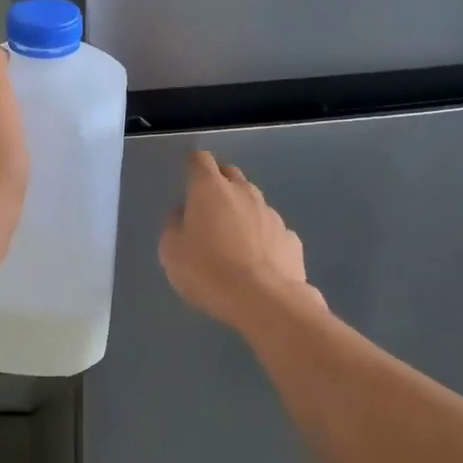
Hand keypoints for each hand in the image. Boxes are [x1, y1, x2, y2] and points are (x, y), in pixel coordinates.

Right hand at [159, 151, 320, 329]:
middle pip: (230, 175)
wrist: (265, 302)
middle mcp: (244, 192)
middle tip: (207, 209)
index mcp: (210, 189)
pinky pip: (271, 230)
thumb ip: (174, 225)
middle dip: (218, 184)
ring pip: (253, 202)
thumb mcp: (172, 252)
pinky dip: (262, 238)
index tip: (188, 178)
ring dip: (241, 212)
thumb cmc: (209, 272)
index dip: (193, 165)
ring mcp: (271, 213)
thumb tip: (184, 213)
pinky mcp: (291, 237)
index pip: (200, 160)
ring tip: (233, 241)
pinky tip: (257, 262)